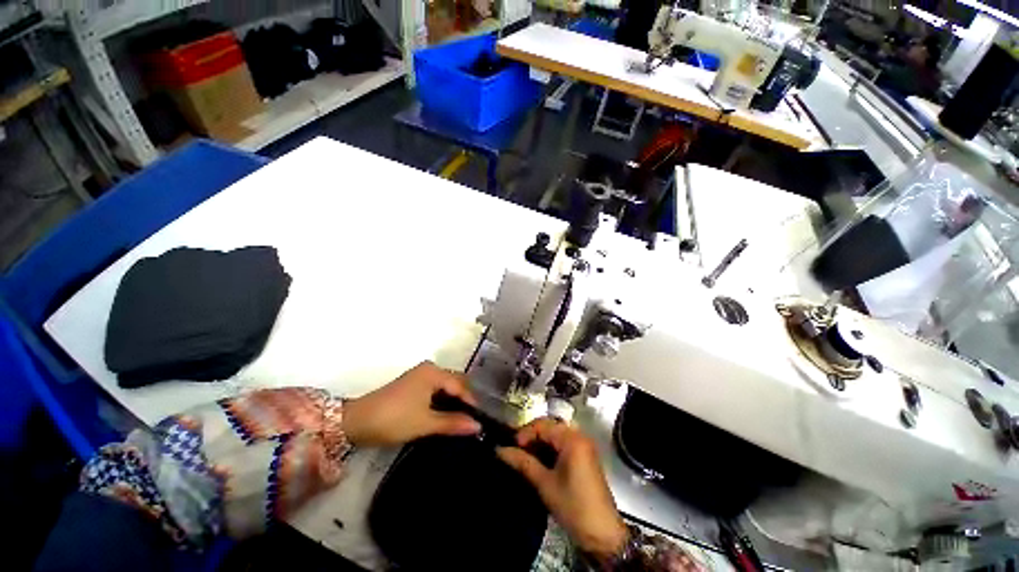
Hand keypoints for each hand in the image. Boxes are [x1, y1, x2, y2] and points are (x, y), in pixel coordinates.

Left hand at [342, 361, 480, 446]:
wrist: (356, 422)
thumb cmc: (394, 419)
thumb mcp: (425, 423)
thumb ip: (453, 423)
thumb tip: (478, 426)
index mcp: (434, 372)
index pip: (460, 385)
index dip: (471, 403)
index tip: (479, 421)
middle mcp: (429, 369)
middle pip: (454, 384)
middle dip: (463, 402)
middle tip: (470, 422)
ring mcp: (420, 376)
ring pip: (445, 387)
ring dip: (452, 403)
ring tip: (460, 421)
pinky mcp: (413, 384)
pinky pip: (435, 390)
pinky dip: (442, 402)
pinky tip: (444, 416)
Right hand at [497, 418, 627, 560]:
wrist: (603, 534)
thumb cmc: (573, 506)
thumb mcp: (545, 484)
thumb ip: (523, 463)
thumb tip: (500, 450)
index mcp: (572, 439)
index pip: (543, 425)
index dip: (525, 433)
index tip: (511, 447)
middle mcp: (579, 436)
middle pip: (550, 427)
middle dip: (531, 437)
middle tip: (516, 451)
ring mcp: (583, 446)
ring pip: (556, 435)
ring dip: (540, 443)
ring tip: (524, 456)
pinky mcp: (584, 456)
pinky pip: (563, 444)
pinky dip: (550, 449)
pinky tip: (539, 461)